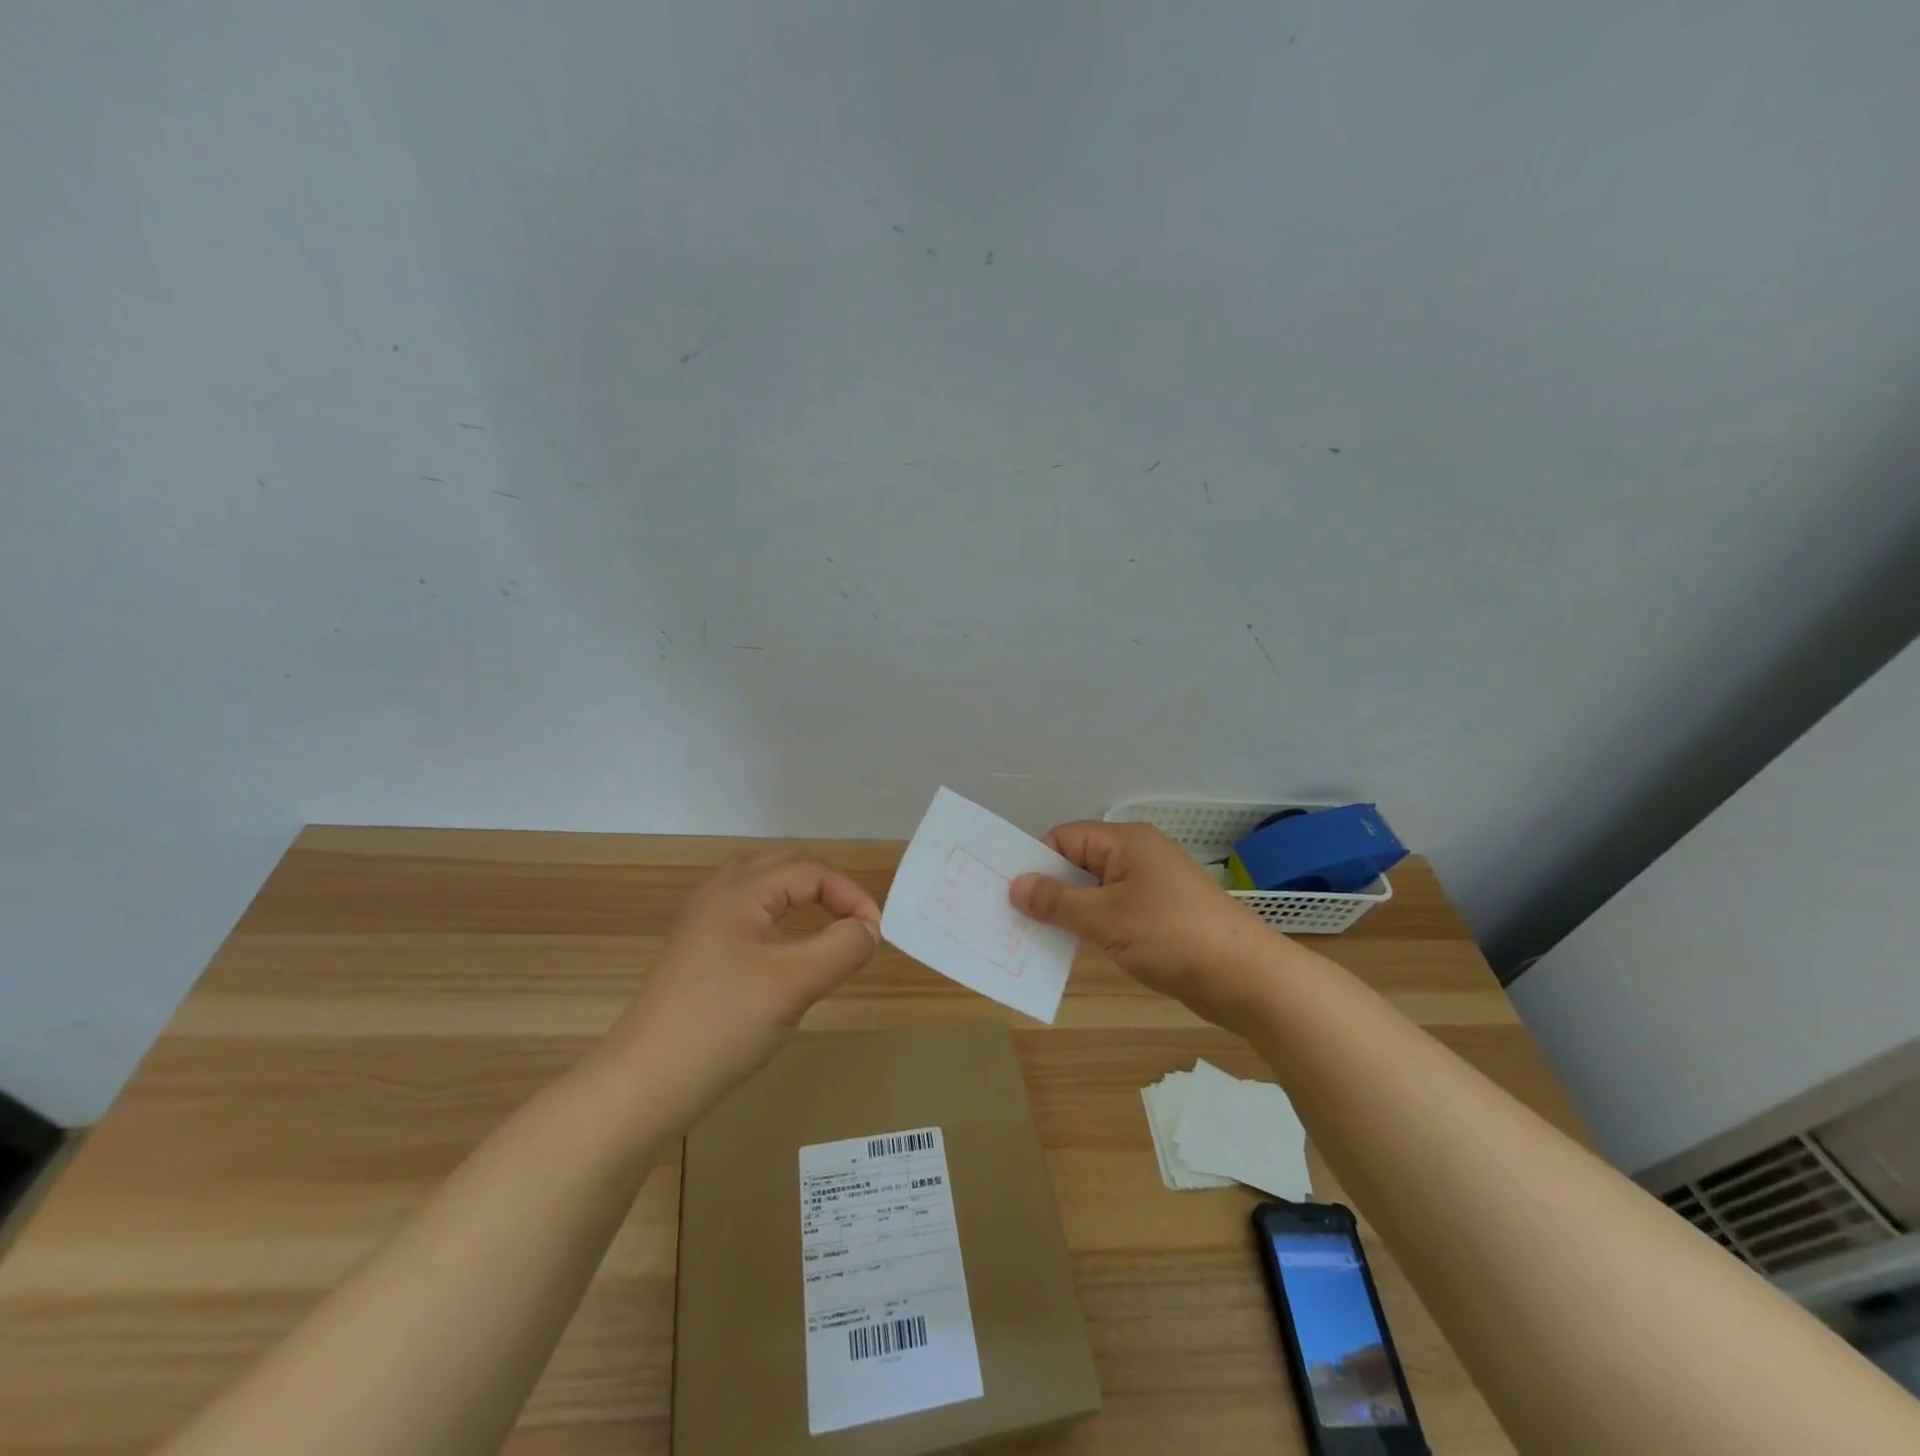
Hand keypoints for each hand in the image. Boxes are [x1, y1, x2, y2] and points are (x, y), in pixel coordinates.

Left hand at [604, 853, 880, 1118]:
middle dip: (827, 889)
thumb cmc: (724, 1024)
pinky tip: (784, 952)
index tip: (876, 934)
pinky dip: (777, 920)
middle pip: (784, 868)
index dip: (851, 895)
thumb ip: (842, 947)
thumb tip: (868, 929)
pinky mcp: (695, 951)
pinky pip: (746, 915)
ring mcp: (701, 922)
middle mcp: (717, 894)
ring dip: (800, 899)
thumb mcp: (796, 983)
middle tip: (856, 924)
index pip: (811, 871)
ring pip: (762, 889)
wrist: (645, 1083)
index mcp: (740, 890)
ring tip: (826, 925)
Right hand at [1010, 821, 1289, 1033]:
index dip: (1037, 861)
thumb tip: (1015, 885)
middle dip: (1049, 888)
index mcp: (1125, 842)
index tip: (1010, 892)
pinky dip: (1093, 925)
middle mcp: (1137, 856)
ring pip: (1095, 890)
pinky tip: (1073, 947)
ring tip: (1036, 935)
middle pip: (1079, 862)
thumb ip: (1057, 901)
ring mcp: (1151, 886)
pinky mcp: (1160, 915)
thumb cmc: (1171, 936)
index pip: (1065, 837)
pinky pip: (1114, 911)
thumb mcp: (1105, 918)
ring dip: (1070, 910)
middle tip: (1013, 917)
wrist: (1245, 977)